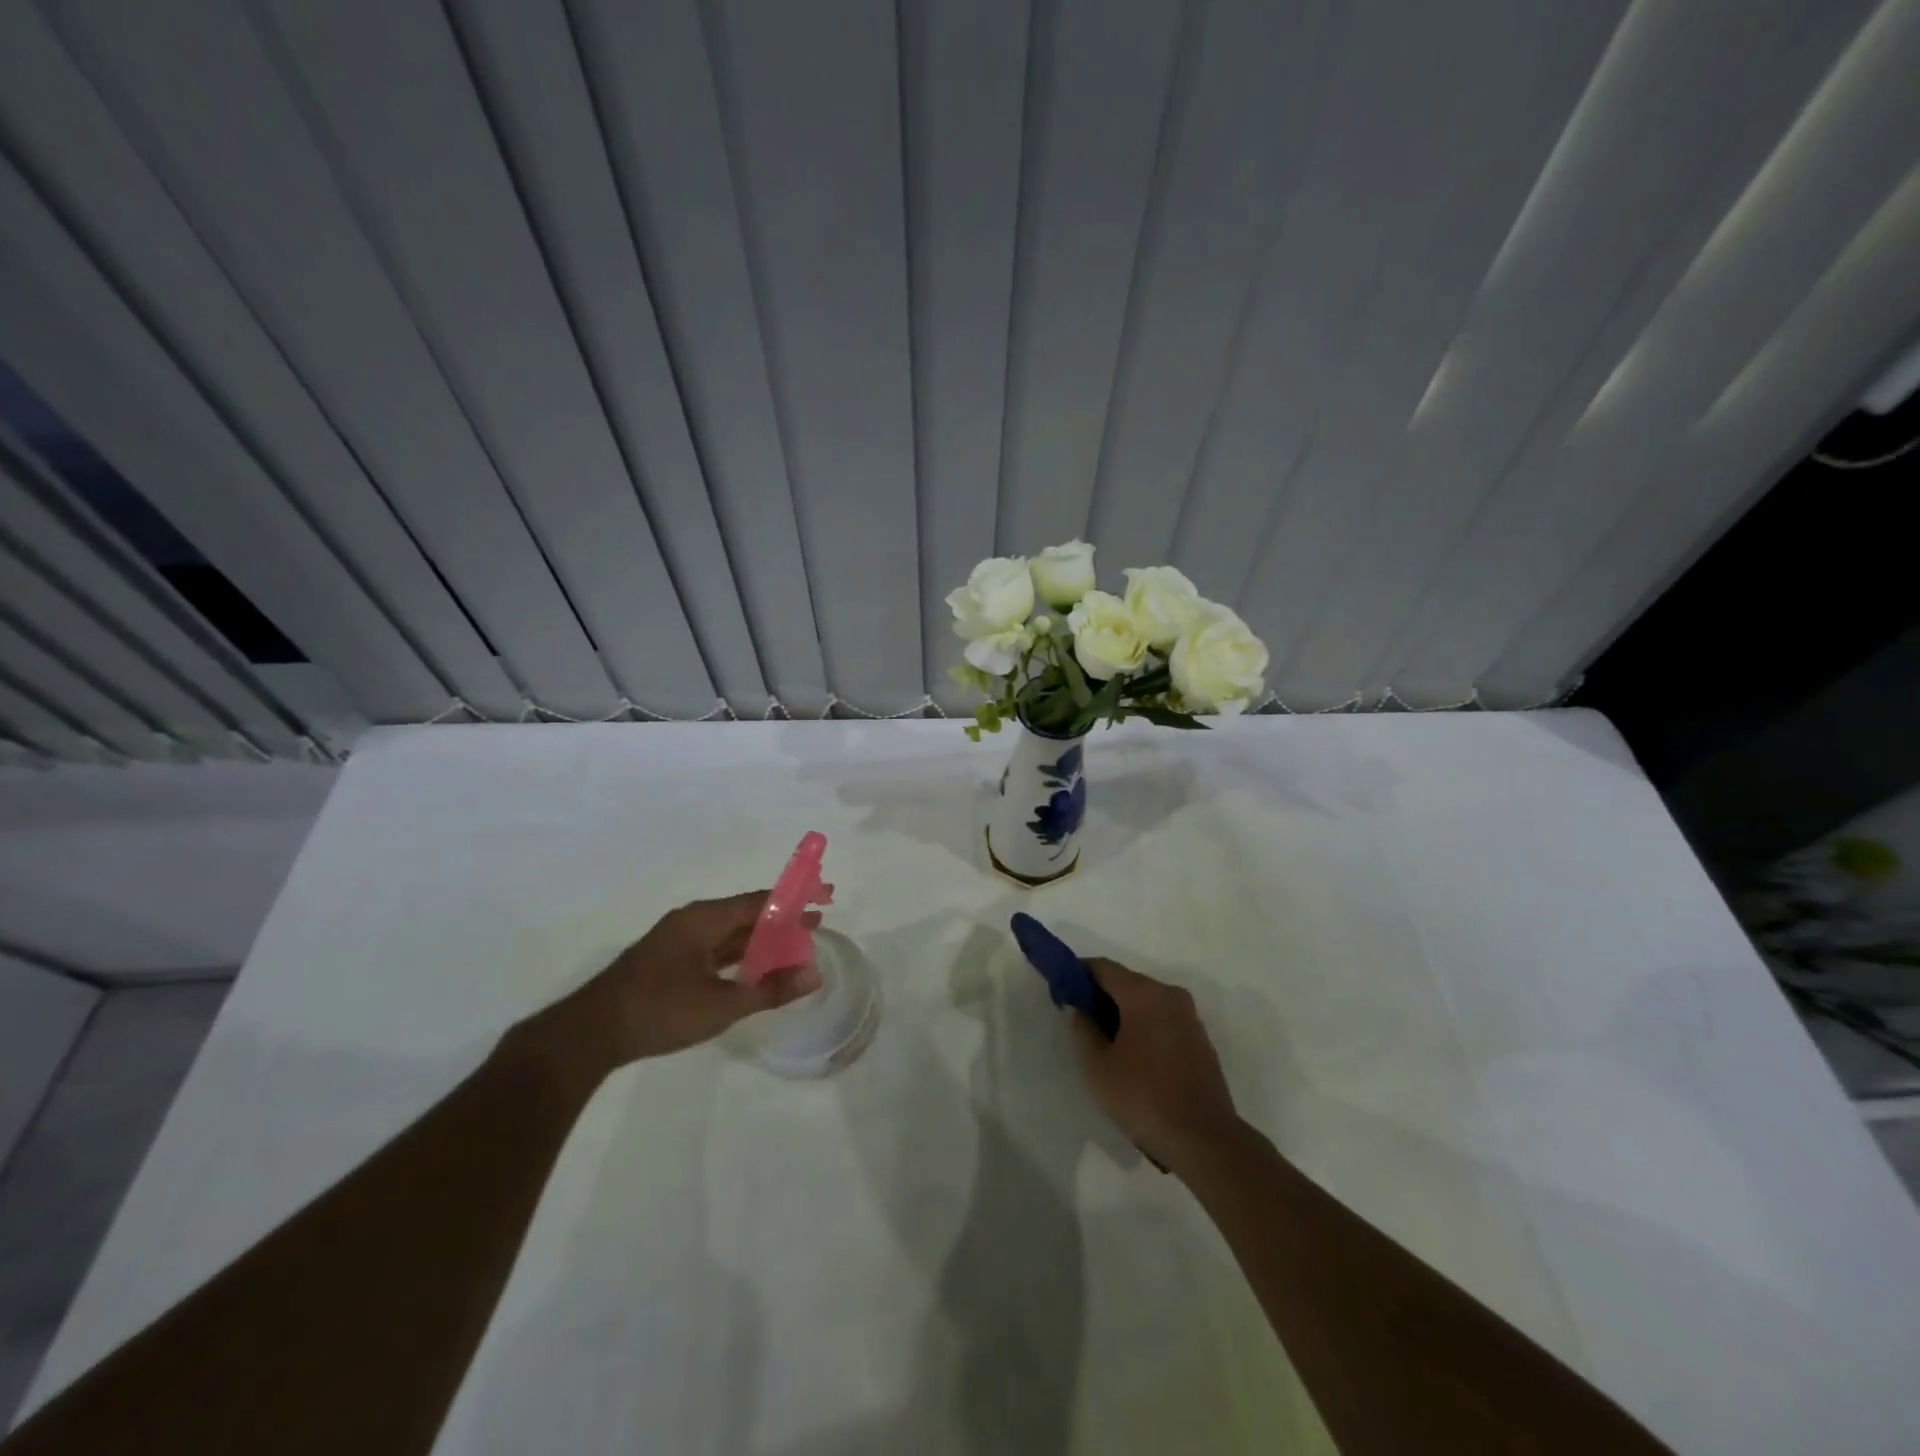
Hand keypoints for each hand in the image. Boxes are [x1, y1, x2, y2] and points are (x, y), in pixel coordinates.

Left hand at [534, 891, 821, 1073]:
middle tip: (817, 925)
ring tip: (795, 948)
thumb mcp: (721, 1004)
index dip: (795, 899)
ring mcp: (679, 941)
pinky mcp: (670, 961)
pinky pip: (716, 949)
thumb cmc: (659, 1010)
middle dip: (782, 920)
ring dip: (762, 940)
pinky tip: (755, 969)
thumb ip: (769, 989)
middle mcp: (693, 921)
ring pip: (731, 934)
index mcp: (704, 918)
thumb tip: (814, 973)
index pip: (761, 900)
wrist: (590, 1034)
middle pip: (747, 914)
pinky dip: (741, 956)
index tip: (825, 897)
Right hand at [1070, 958, 1240, 1173]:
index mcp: (1143, 994)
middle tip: (1083, 1024)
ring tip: (1108, 1047)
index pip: (1103, 967)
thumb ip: (1084, 1029)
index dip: (1079, 975)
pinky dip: (1146, 1029)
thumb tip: (1083, 1011)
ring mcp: (1190, 1017)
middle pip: (1127, 983)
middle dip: (1102, 997)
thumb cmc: (1143, 1097)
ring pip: (1147, 1003)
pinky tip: (1136, 1060)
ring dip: (1125, 1015)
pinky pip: (1164, 1021)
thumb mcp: (1097, 1066)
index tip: (1063, 993)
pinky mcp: (1201, 1040)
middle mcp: (1170, 995)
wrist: (1205, 1140)